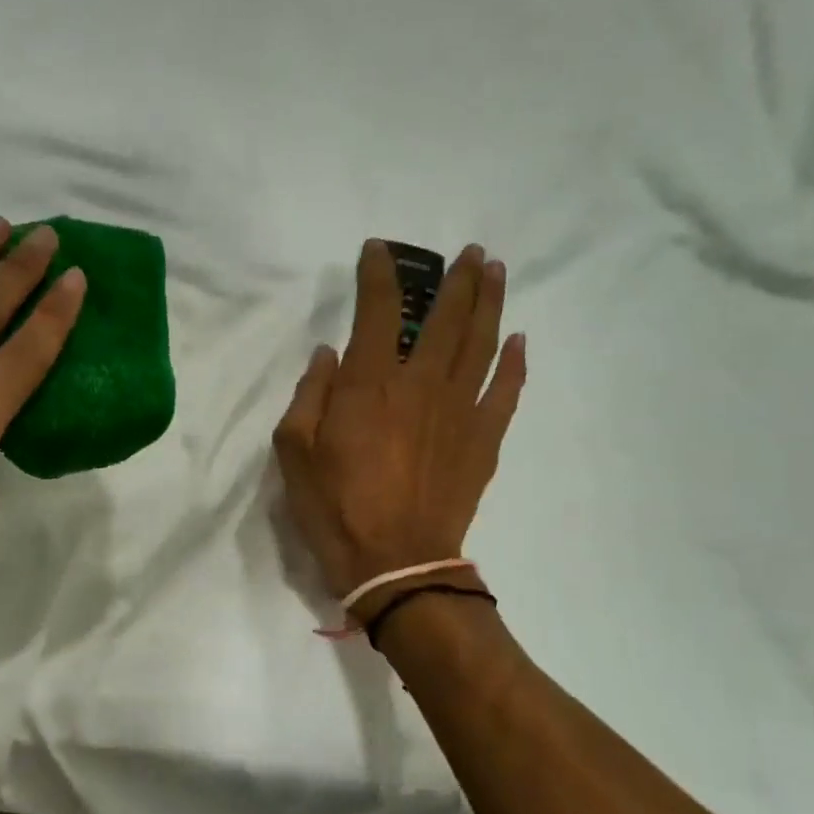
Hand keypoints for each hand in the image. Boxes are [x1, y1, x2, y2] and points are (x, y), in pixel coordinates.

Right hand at [274, 239, 525, 610]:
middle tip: (469, 253)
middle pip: (447, 317)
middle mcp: (421, 383)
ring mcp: (461, 409)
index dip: (379, 274)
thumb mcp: (294, 453)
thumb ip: (309, 395)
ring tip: (496, 272)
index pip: (378, 310)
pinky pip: (507, 389)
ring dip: (491, 302)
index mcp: (370, 384)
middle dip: (458, 279)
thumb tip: (329, 355)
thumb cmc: (335, 507)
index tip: (378, 251)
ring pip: (482, 342)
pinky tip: (518, 340)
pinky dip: (515, 362)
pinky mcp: (485, 439)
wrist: (396, 562)